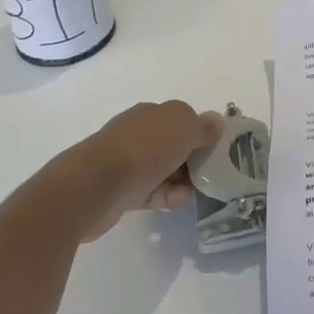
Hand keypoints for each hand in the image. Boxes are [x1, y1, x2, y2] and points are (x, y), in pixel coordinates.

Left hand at [42, 101, 225, 242]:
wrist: (94, 186)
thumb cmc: (143, 149)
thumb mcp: (183, 128)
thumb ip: (203, 126)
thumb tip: (216, 121)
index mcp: (152, 113)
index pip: (183, 119)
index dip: (202, 133)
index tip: (219, 150)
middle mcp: (138, 133)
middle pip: (174, 144)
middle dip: (193, 158)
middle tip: (212, 173)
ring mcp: (127, 162)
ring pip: (163, 169)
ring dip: (182, 179)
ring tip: (199, 191)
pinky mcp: (121, 190)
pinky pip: (152, 190)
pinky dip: (167, 195)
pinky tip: (179, 200)